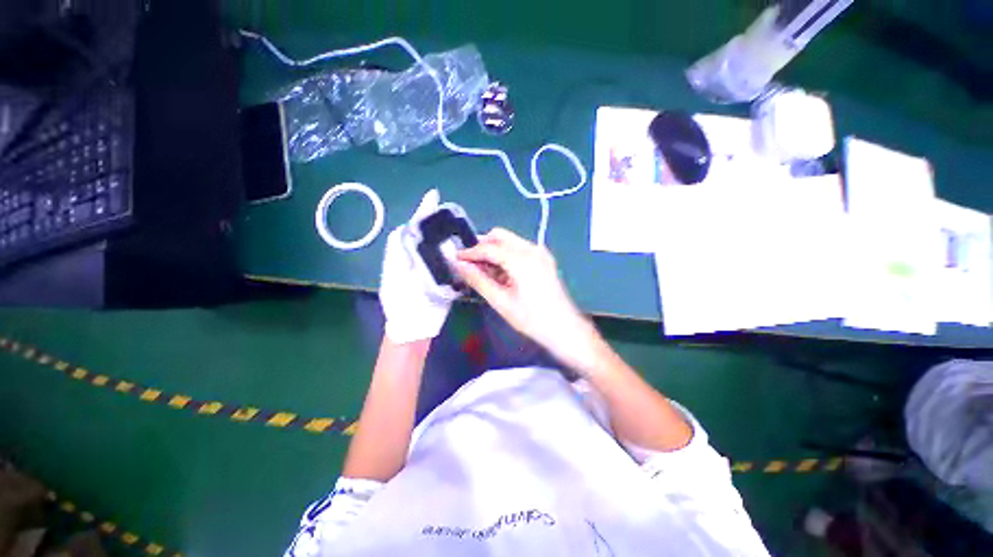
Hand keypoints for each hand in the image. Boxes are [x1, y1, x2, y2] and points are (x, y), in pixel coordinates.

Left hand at [379, 190, 454, 343]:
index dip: (423, 212)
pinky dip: (457, 252)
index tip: (434, 196)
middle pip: (428, 234)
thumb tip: (405, 228)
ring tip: (463, 224)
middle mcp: (416, 258)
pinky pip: (449, 260)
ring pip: (440, 246)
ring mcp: (430, 268)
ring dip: (450, 235)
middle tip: (454, 210)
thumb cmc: (403, 302)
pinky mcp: (441, 278)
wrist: (414, 327)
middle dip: (439, 221)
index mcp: (403, 254)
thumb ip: (399, 252)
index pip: (413, 227)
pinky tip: (466, 247)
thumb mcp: (396, 276)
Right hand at [454, 228, 598, 371]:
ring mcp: (540, 252)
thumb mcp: (501, 301)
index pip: (488, 248)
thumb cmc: (532, 319)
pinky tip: (500, 274)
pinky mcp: (543, 259)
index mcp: (522, 259)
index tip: (456, 259)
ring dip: (493, 252)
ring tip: (483, 272)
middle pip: (500, 236)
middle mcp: (532, 249)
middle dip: (482, 247)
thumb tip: (459, 266)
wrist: (564, 328)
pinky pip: (518, 249)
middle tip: (469, 265)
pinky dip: (505, 257)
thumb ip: (478, 280)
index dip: (469, 253)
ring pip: (509, 242)